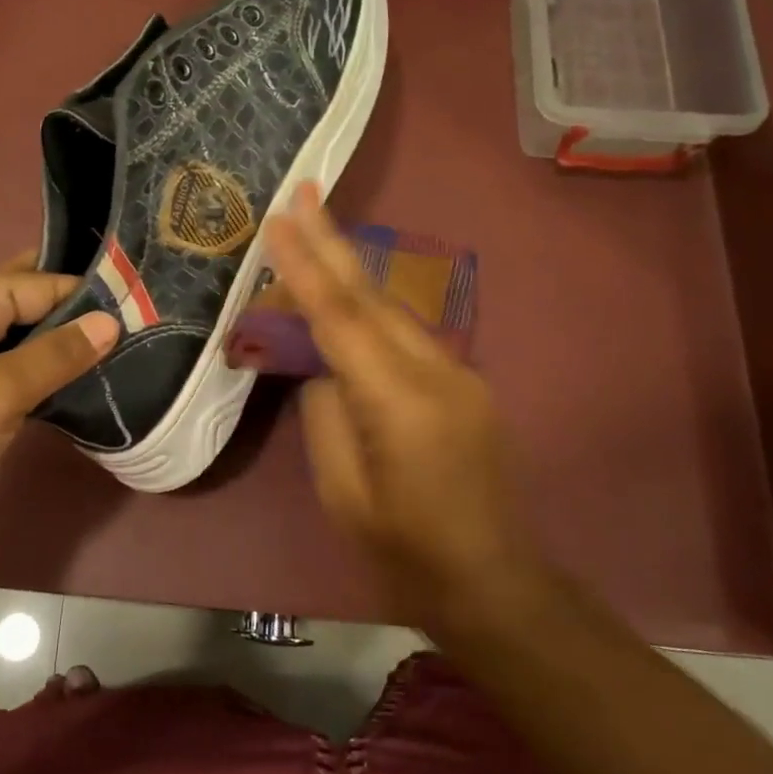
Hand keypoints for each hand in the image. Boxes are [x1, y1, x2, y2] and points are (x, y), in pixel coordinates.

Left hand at [0, 255, 116, 558]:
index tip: (145, 302)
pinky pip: (8, 378)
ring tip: (126, 352)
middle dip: (76, 315)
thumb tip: (110, 321)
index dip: (89, 292)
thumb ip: (57, 354)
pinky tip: (81, 388)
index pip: (38, 283)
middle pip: (27, 306)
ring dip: (62, 351)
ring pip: (20, 345)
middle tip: (140, 321)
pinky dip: (41, 381)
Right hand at [265, 185, 548, 640]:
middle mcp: (437, 373)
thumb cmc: (404, 551)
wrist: (493, 583)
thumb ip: (325, 414)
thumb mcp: (342, 491)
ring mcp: (459, 375)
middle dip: (334, 241)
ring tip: (315, 232)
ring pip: (393, 310)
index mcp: (400, 403)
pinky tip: (348, 300)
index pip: (341, 318)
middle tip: (304, 191)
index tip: (279, 220)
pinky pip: (407, 336)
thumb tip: (322, 367)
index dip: (306, 266)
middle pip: (373, 296)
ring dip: (351, 272)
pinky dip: (371, 310)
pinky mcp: (465, 385)